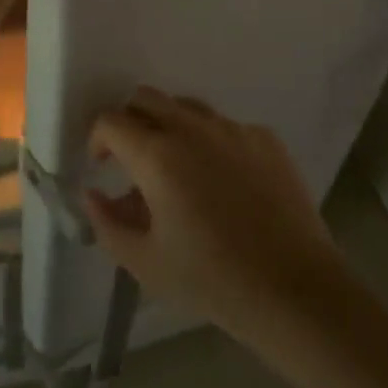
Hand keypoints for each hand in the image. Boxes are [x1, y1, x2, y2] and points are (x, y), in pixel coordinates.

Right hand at [84, 89, 345, 347]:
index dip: (98, 138)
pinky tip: (222, 183)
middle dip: (130, 121)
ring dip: (169, 126)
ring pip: (186, 107)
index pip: (111, 121)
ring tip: (176, 170)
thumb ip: (108, 224)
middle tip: (132, 160)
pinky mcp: (264, 137)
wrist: (295, 289)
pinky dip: (210, 142)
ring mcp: (232, 128)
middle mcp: (192, 127)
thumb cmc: (212, 280)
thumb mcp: (146, 263)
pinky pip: (224, 126)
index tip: (101, 165)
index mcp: (157, 154)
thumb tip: (92, 194)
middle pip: (146, 98)